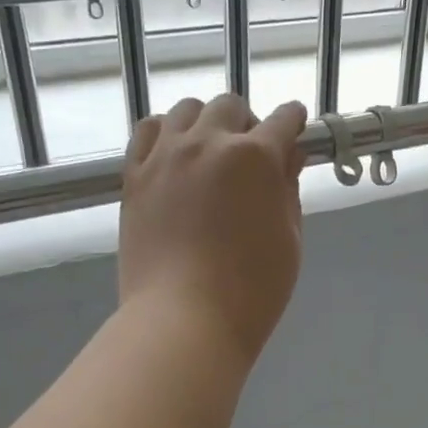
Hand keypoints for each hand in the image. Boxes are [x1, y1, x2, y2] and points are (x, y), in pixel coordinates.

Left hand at [120, 94, 307, 361]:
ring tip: (208, 153)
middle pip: (230, 107)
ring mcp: (165, 156)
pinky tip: (172, 155)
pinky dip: (163, 134)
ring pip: (186, 110)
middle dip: (246, 124)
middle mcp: (209, 142)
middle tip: (249, 157)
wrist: (184, 320)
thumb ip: (289, 190)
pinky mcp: (134, 175)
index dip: (293, 124)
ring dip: (204, 124)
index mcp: (256, 157)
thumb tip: (288, 157)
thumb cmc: (252, 291)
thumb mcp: (289, 241)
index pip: (283, 120)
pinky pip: (146, 132)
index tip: (294, 133)